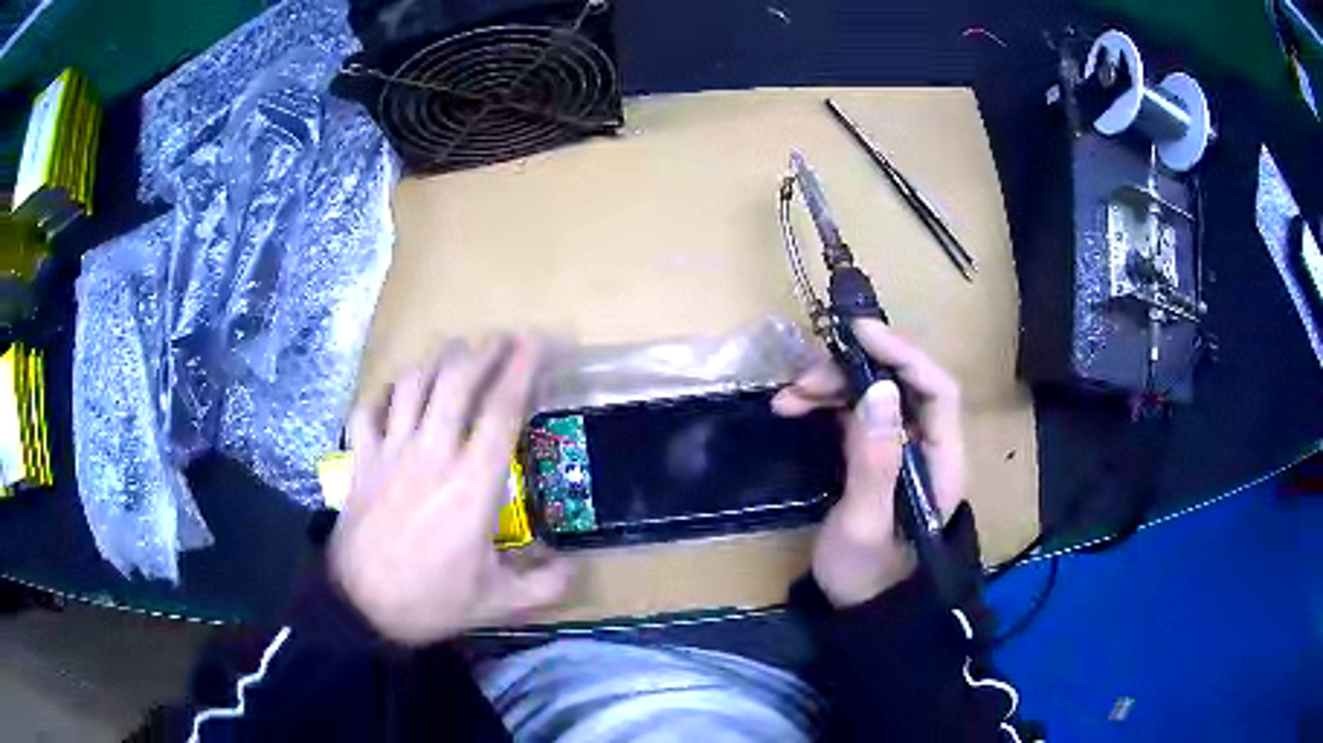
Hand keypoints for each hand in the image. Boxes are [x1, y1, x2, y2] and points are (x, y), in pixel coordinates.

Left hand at [329, 335, 570, 644]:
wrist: (360, 607)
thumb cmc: (429, 602)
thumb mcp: (496, 603)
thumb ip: (544, 587)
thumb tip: (575, 569)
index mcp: (472, 485)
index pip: (501, 410)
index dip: (522, 370)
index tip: (539, 343)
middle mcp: (432, 454)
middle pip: (457, 381)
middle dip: (484, 351)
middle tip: (504, 338)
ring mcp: (390, 451)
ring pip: (413, 384)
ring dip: (438, 361)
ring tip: (457, 352)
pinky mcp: (360, 459)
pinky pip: (369, 408)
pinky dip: (384, 391)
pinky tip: (397, 390)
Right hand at [773, 320, 965, 607]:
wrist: (861, 609)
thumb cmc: (868, 574)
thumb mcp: (865, 523)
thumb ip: (875, 460)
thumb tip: (879, 389)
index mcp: (942, 459)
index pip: (936, 387)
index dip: (902, 353)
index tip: (856, 334)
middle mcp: (928, 444)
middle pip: (901, 384)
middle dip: (851, 372)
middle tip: (802, 381)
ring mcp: (903, 447)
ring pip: (874, 394)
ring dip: (832, 386)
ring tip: (788, 398)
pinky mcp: (878, 454)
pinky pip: (857, 412)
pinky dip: (827, 404)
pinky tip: (796, 408)